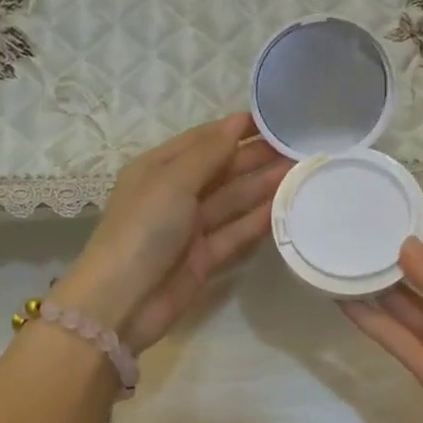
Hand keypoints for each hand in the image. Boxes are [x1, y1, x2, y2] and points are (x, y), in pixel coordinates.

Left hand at [61, 114, 290, 354]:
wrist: (121, 302)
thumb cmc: (142, 229)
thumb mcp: (171, 182)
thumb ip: (208, 154)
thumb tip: (236, 123)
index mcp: (158, 169)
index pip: (202, 140)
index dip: (235, 129)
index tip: (275, 120)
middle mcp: (174, 194)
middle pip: (221, 169)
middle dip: (255, 157)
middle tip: (298, 147)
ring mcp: (190, 228)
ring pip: (232, 200)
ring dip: (263, 186)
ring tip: (301, 171)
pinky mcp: (204, 258)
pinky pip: (235, 232)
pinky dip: (258, 220)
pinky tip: (286, 206)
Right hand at [341, 206, 422, 422]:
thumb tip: (404, 246)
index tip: (389, 192)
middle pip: (421, 265)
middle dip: (392, 244)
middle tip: (352, 220)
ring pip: (400, 297)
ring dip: (373, 278)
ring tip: (338, 252)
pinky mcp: (422, 361)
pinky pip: (389, 332)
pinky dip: (366, 316)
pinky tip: (340, 295)